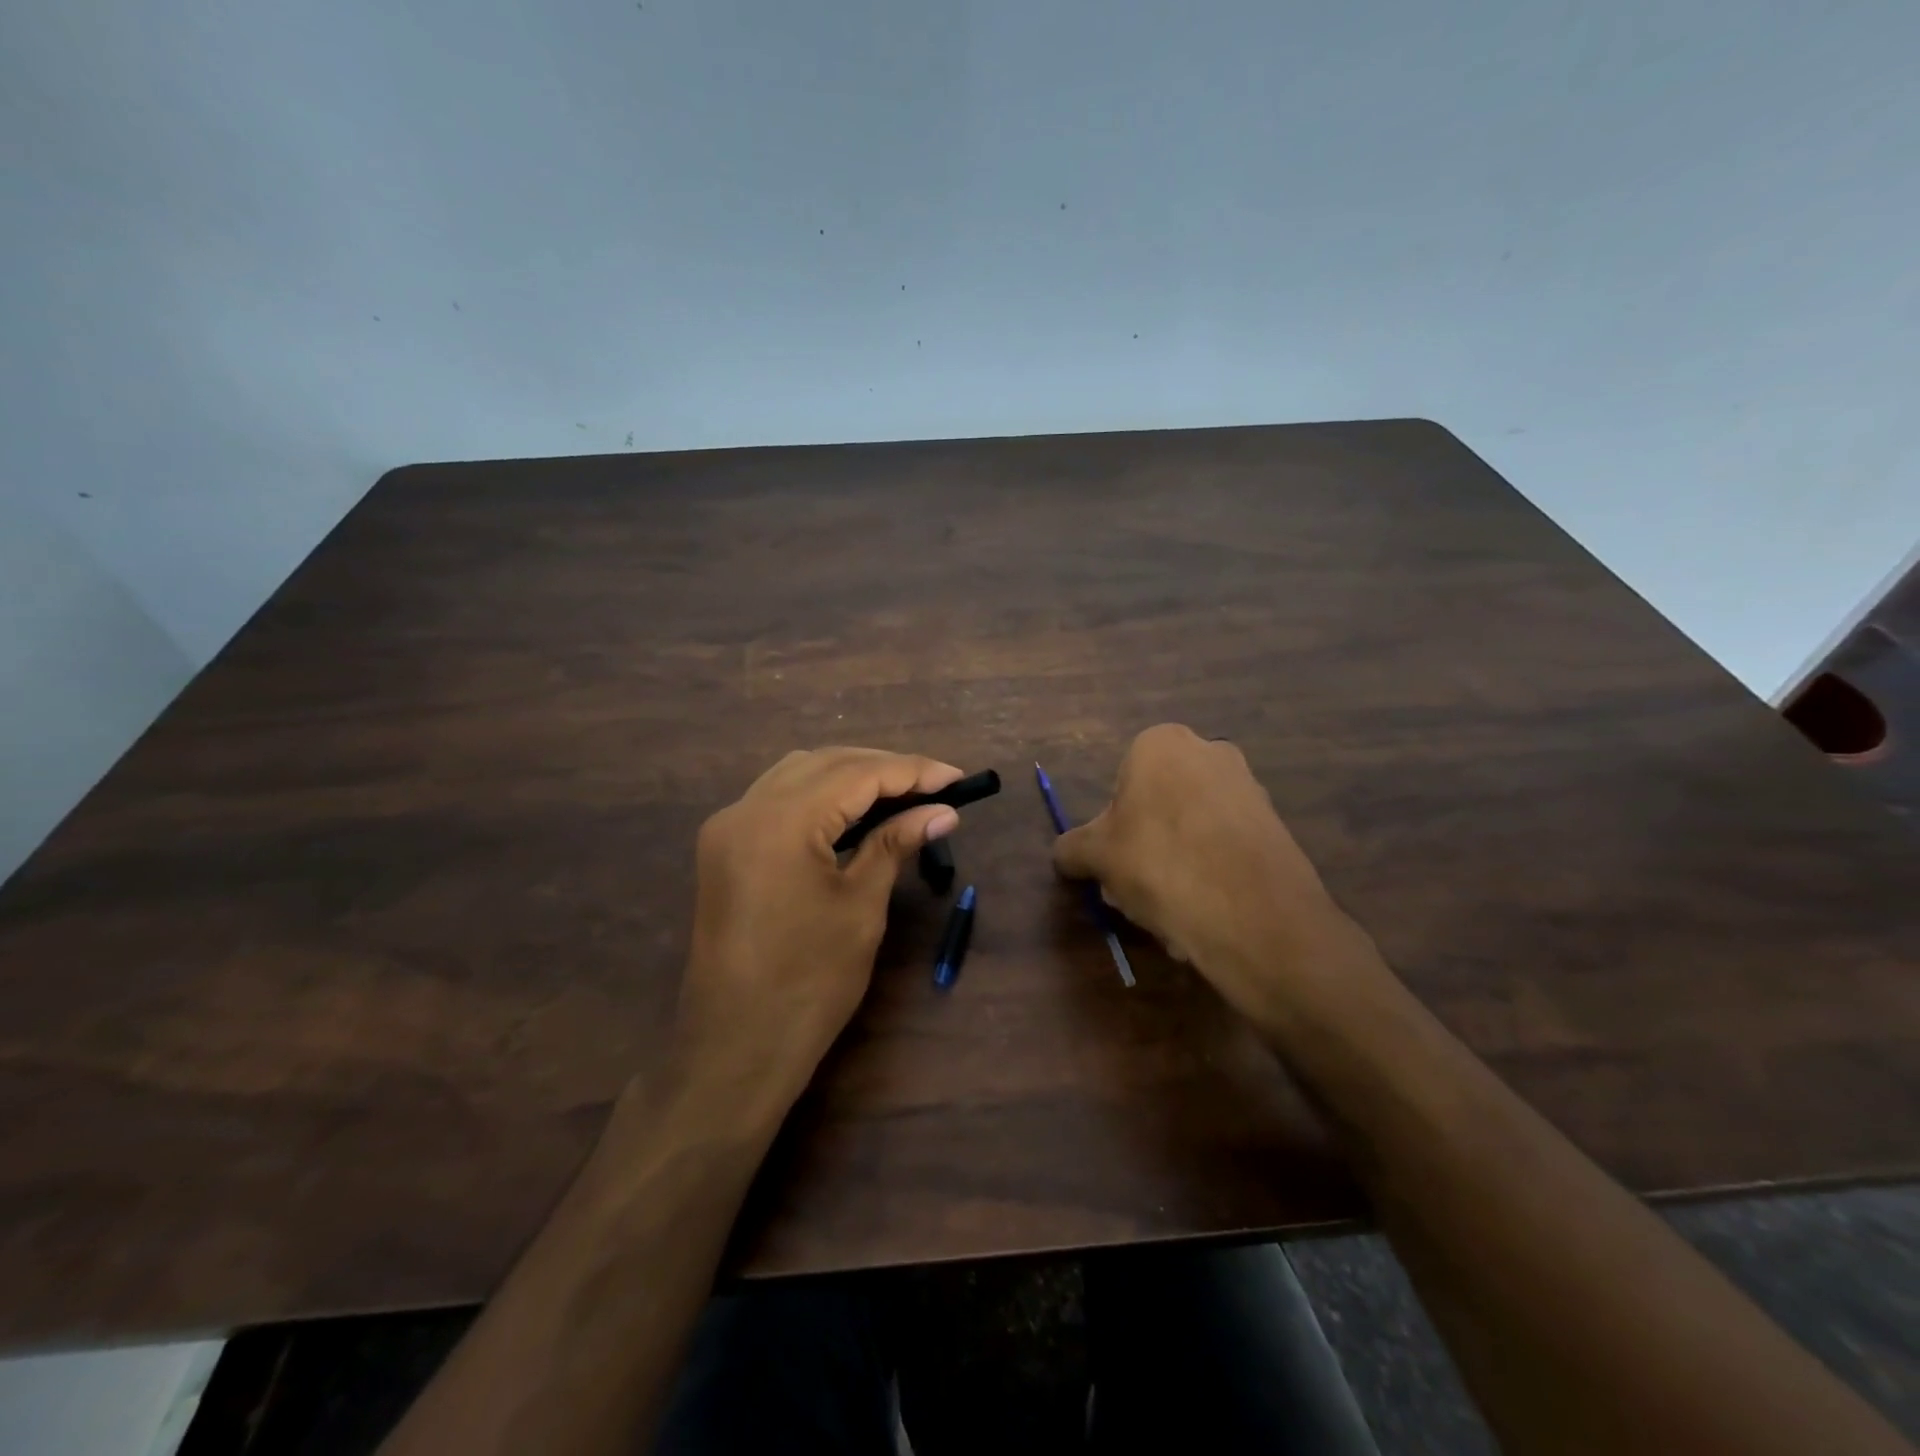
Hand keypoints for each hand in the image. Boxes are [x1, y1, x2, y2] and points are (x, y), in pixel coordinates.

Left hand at [672, 747, 963, 1118]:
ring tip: (901, 793)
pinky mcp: (724, 847)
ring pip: (798, 773)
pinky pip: (777, 798)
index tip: (957, 777)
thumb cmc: (809, 983)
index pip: (857, 773)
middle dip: (883, 767)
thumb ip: (895, 843)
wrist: (736, 1048)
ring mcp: (728, 827)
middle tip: (934, 785)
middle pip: (825, 762)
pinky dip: (819, 794)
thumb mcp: (861, 907)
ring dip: (850, 775)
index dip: (912, 771)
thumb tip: (943, 812)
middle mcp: (746, 809)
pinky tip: (853, 811)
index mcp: (780, 821)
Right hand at [1054, 724, 1372, 1033]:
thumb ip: (1072, 848)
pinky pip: (1226, 847)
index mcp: (1161, 743)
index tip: (1114, 862)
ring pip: (1192, 828)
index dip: (1112, 827)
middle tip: (1136, 888)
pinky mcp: (1276, 824)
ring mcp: (1249, 786)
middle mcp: (1210, 751)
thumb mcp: (1096, 857)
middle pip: (1159, 804)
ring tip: (1172, 909)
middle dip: (1145, 845)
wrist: (1253, 914)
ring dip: (1177, 863)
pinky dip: (1212, 873)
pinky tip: (1206, 911)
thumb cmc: (1159, 864)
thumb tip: (1065, 854)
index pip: (1121, 783)